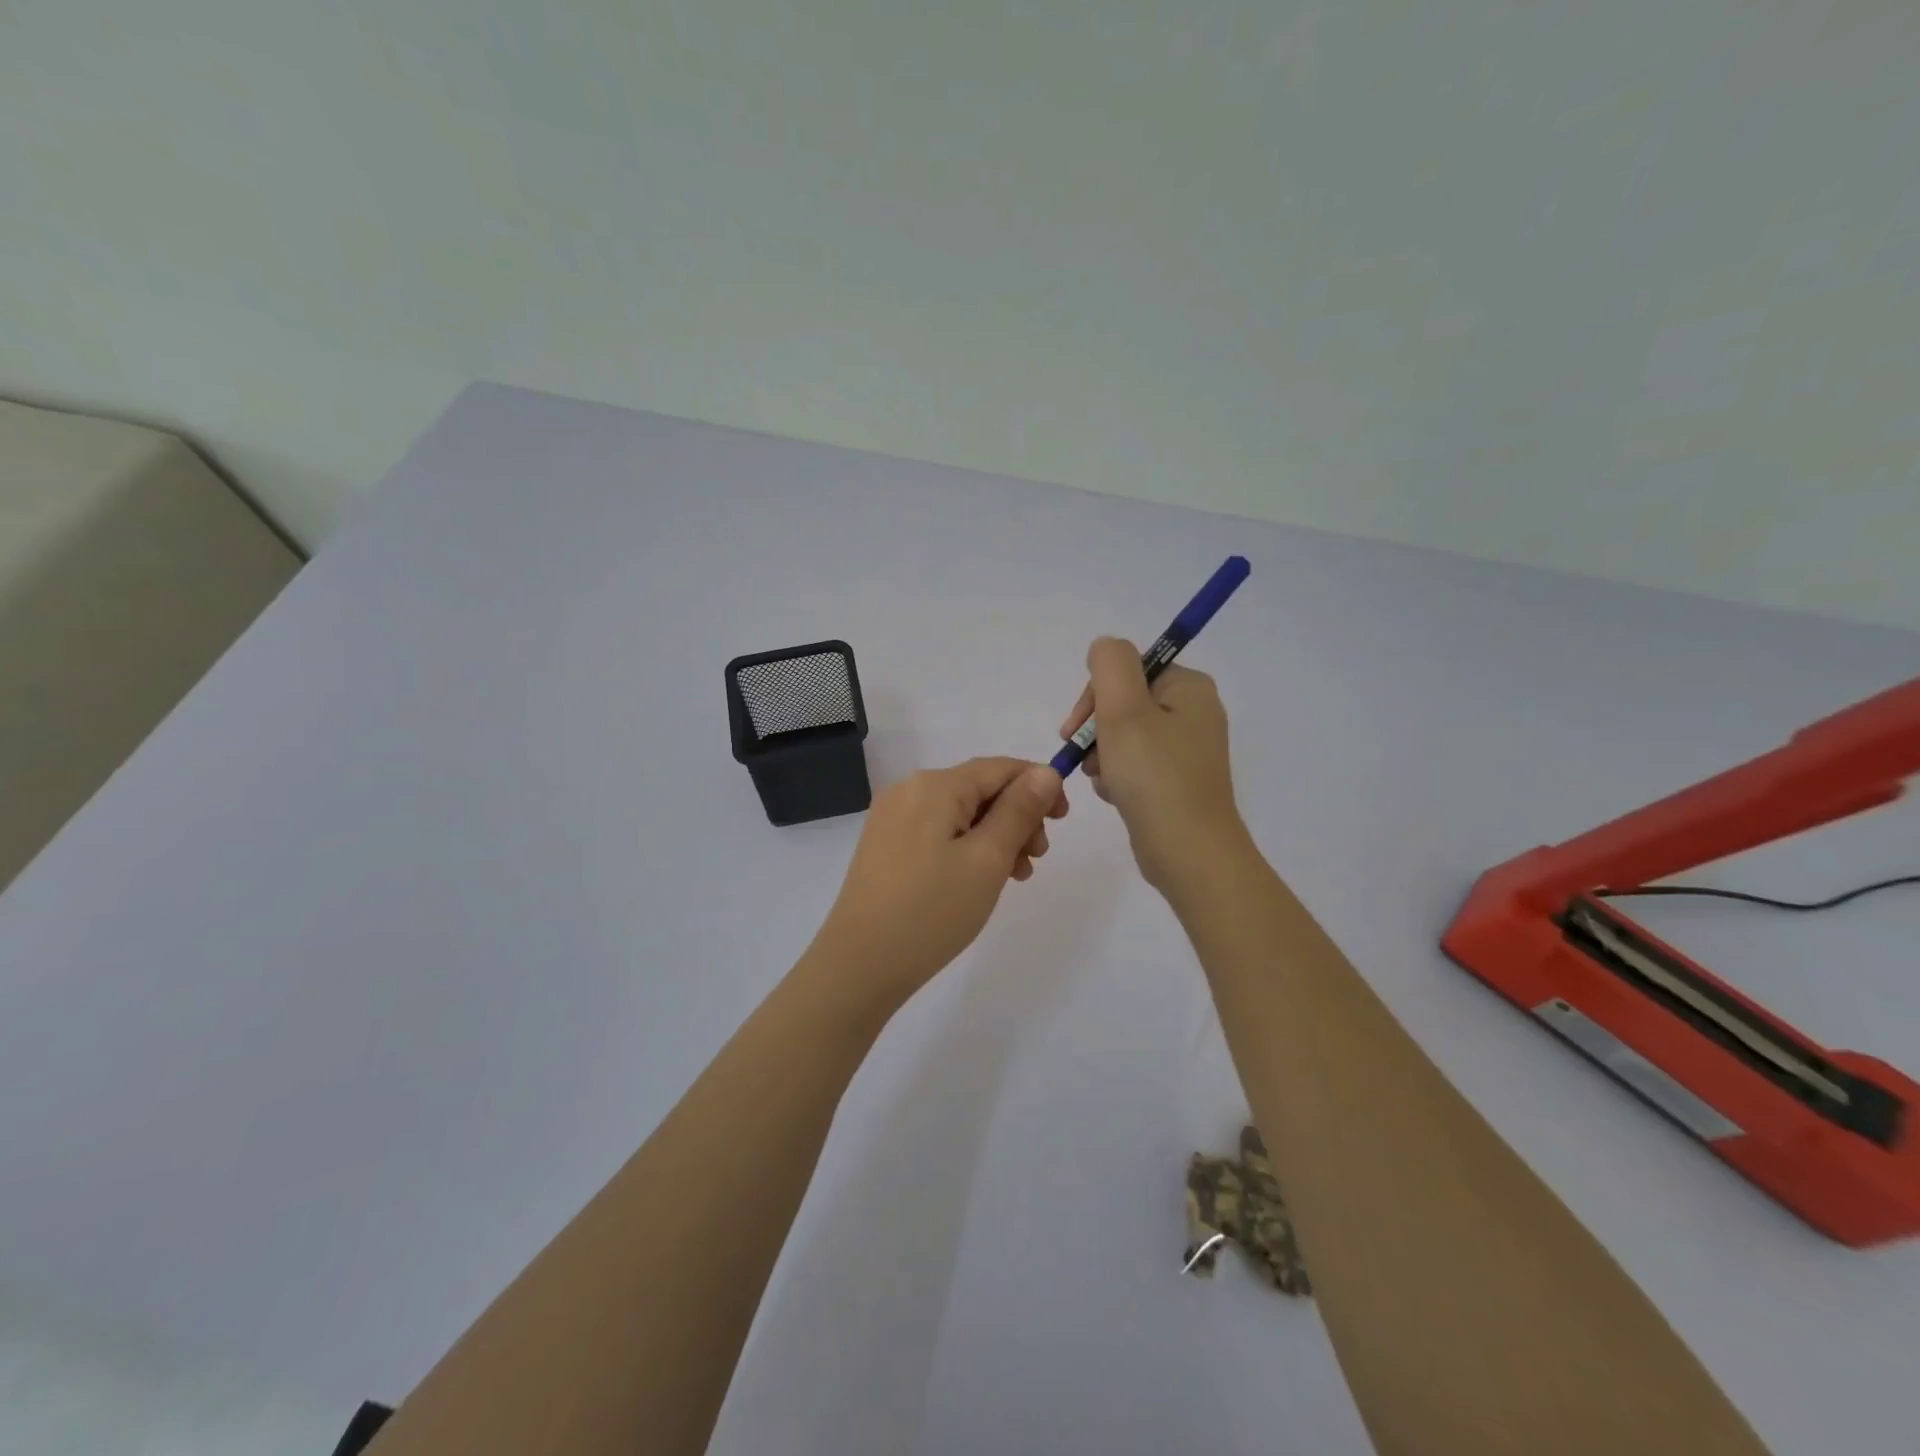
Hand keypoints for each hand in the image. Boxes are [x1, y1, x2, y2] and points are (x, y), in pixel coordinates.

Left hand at [803, 757, 1068, 1015]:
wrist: (859, 965)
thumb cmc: (931, 911)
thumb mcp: (987, 859)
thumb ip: (1020, 811)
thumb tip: (1046, 771)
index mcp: (934, 785)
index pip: (999, 767)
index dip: (1038, 786)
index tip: (1063, 821)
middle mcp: (909, 790)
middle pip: (979, 789)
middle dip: (1017, 817)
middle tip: (1036, 860)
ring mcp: (892, 818)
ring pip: (961, 813)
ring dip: (996, 836)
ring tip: (1014, 876)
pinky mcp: (886, 845)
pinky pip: (939, 831)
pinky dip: (968, 847)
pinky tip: (980, 879)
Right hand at [1059, 637, 1246, 895]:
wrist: (1190, 853)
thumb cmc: (1154, 777)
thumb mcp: (1123, 709)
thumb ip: (1109, 664)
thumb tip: (1103, 649)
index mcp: (1189, 687)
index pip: (1127, 670)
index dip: (1095, 696)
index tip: (1076, 728)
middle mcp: (1194, 712)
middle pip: (1124, 703)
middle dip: (1097, 730)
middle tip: (1086, 758)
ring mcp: (1188, 749)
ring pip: (1125, 736)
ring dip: (1103, 755)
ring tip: (1103, 781)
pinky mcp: (1178, 780)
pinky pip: (1136, 764)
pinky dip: (1118, 776)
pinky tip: (1115, 795)